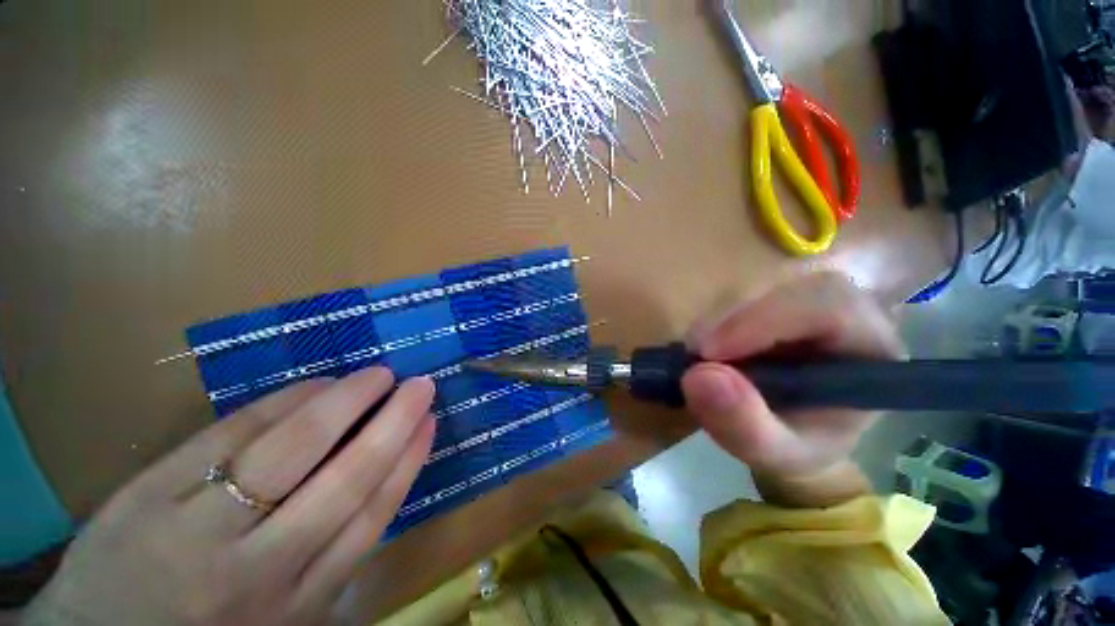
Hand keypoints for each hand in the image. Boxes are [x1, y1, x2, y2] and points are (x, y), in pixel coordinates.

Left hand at [23, 368, 434, 624]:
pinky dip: (284, 402)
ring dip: (345, 403)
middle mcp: (256, 571)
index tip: (429, 421)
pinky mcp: (150, 494)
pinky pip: (232, 434)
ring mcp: (197, 529)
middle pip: (342, 482)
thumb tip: (382, 477)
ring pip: (290, 451)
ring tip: (378, 375)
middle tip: (420, 385)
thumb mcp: (283, 615)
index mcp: (296, 604)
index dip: (407, 461)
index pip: (370, 517)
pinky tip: (317, 384)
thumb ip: (330, 555)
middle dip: (391, 424)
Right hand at [681, 272, 905, 507]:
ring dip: (717, 323)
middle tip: (696, 357)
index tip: (709, 354)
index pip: (830, 306)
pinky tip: (705, 352)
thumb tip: (696, 376)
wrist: (796, 434)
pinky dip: (713, 323)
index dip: (764, 321)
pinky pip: (739, 297)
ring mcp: (806, 302)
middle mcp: (845, 311)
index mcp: (871, 347)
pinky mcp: (774, 302)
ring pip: (759, 287)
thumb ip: (745, 426)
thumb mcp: (776, 455)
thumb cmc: (801, 447)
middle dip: (734, 321)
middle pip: (789, 287)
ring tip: (698, 361)